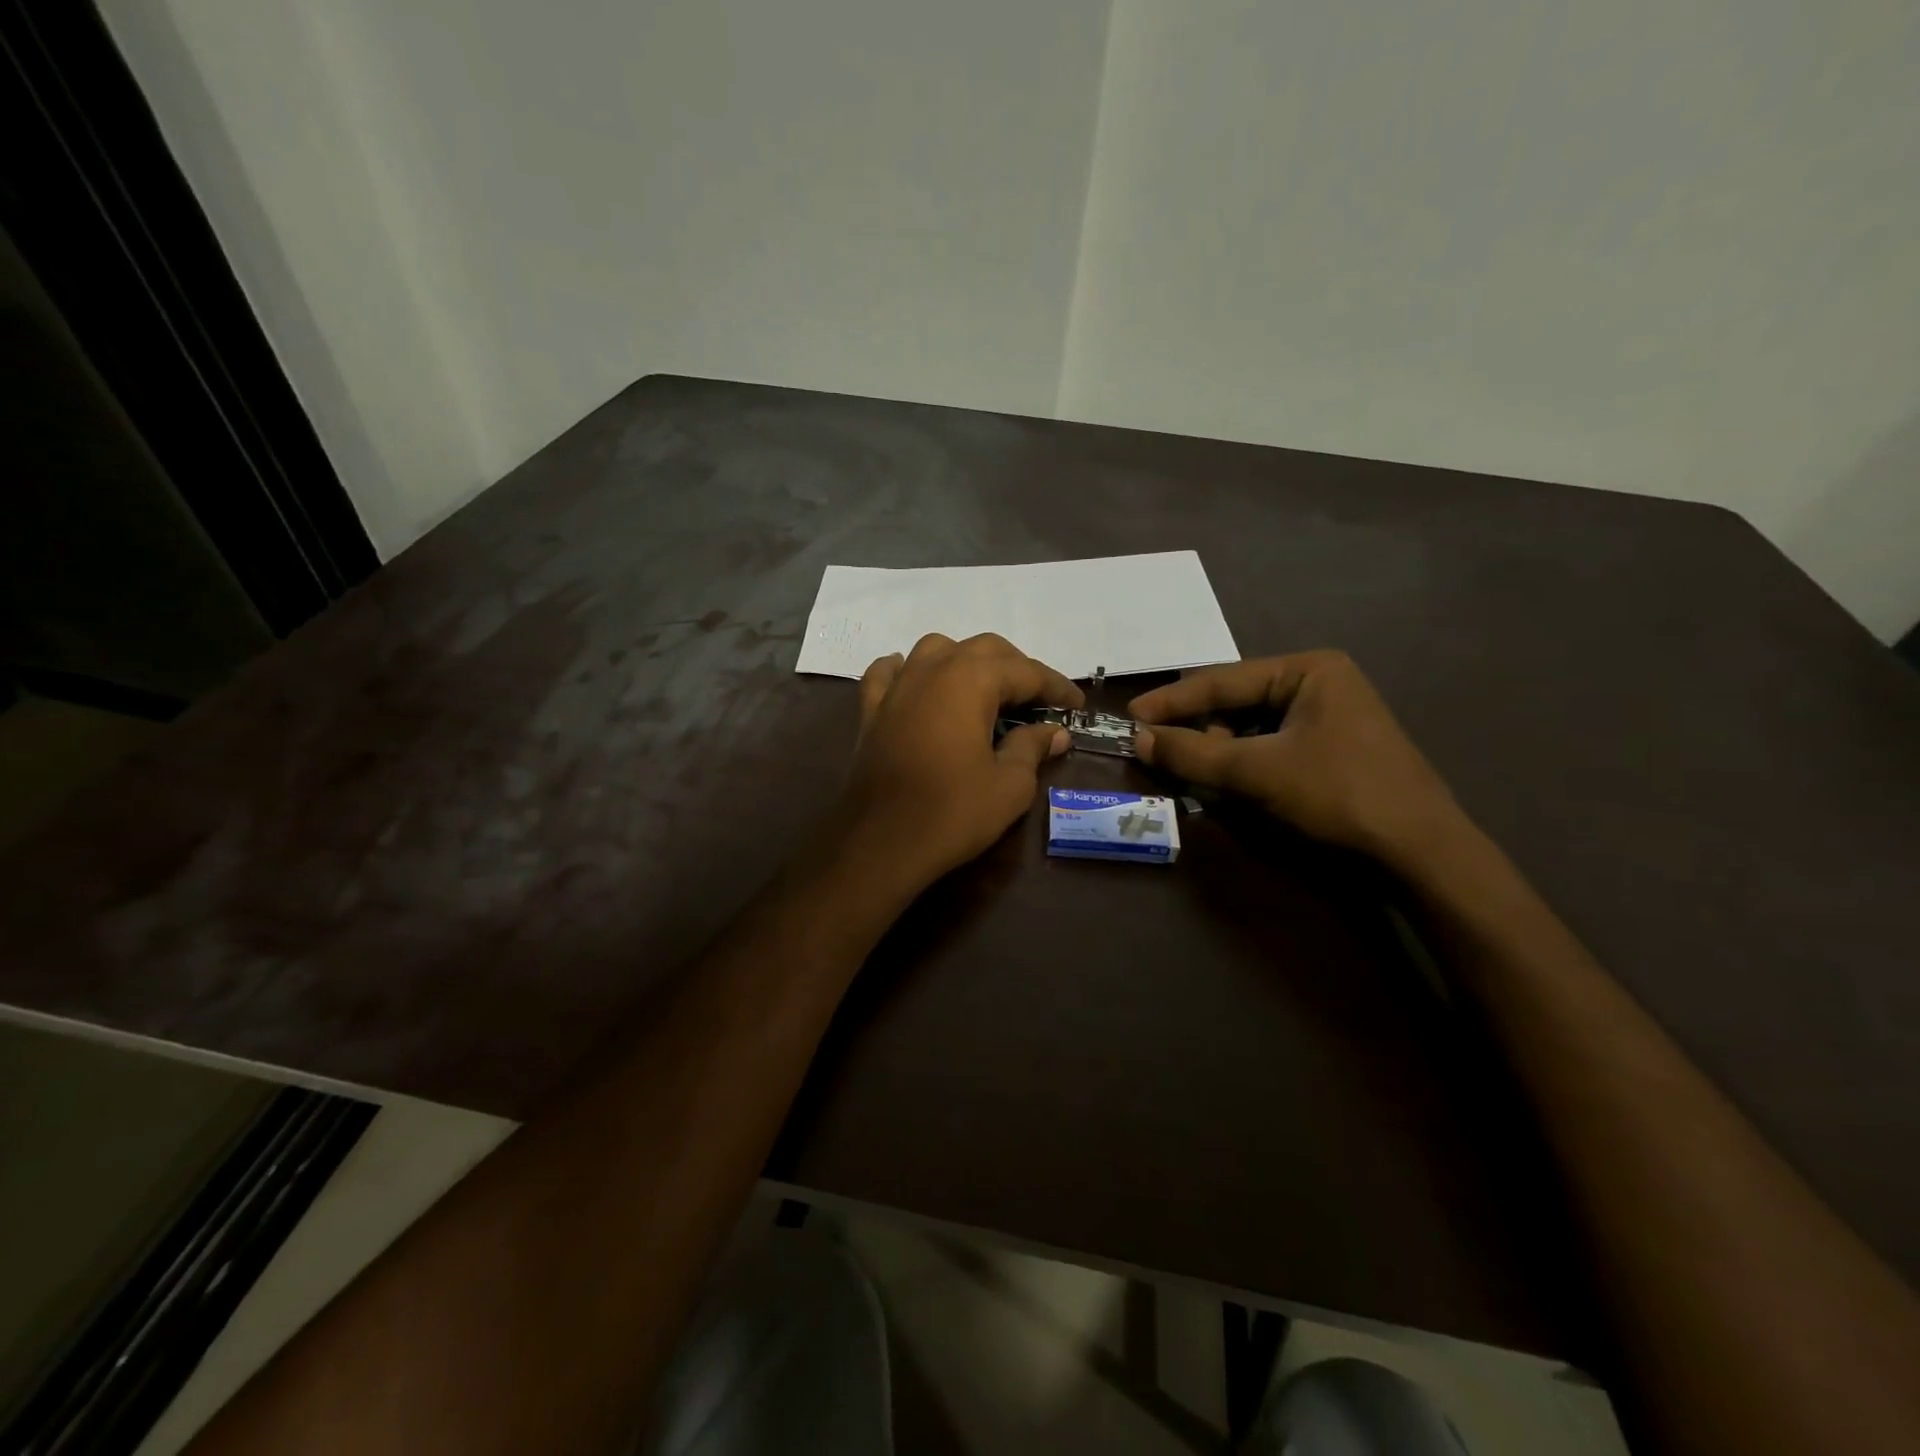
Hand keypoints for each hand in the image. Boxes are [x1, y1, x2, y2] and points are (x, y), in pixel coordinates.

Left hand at [835, 633, 1081, 886]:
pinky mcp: (870, 710)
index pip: (1026, 671)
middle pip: (984, 649)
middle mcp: (932, 669)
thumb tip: (1054, 732)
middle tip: (1039, 700)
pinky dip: (908, 671)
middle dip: (1017, 668)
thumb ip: (1032, 747)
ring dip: (966, 661)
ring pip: (936, 650)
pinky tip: (917, 683)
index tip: (1076, 706)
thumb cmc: (952, 812)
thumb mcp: (1010, 785)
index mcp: (970, 680)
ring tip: (985, 690)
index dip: (1056, 687)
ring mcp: (896, 687)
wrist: (880, 843)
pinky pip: (889, 673)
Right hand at [1129, 651, 1463, 866]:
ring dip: (1220, 751)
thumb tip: (1138, 738)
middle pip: (1236, 702)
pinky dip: (1245, 764)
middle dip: (1199, 729)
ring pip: (1251, 727)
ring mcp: (1329, 716)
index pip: (1222, 680)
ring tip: (1198, 776)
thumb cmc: (1338, 793)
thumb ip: (1193, 752)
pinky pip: (1271, 746)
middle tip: (1162, 753)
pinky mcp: (1332, 748)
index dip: (1172, 701)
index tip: (1130, 716)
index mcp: (1308, 669)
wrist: (1420, 850)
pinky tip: (1232, 785)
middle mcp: (1319, 682)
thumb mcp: (1256, 771)